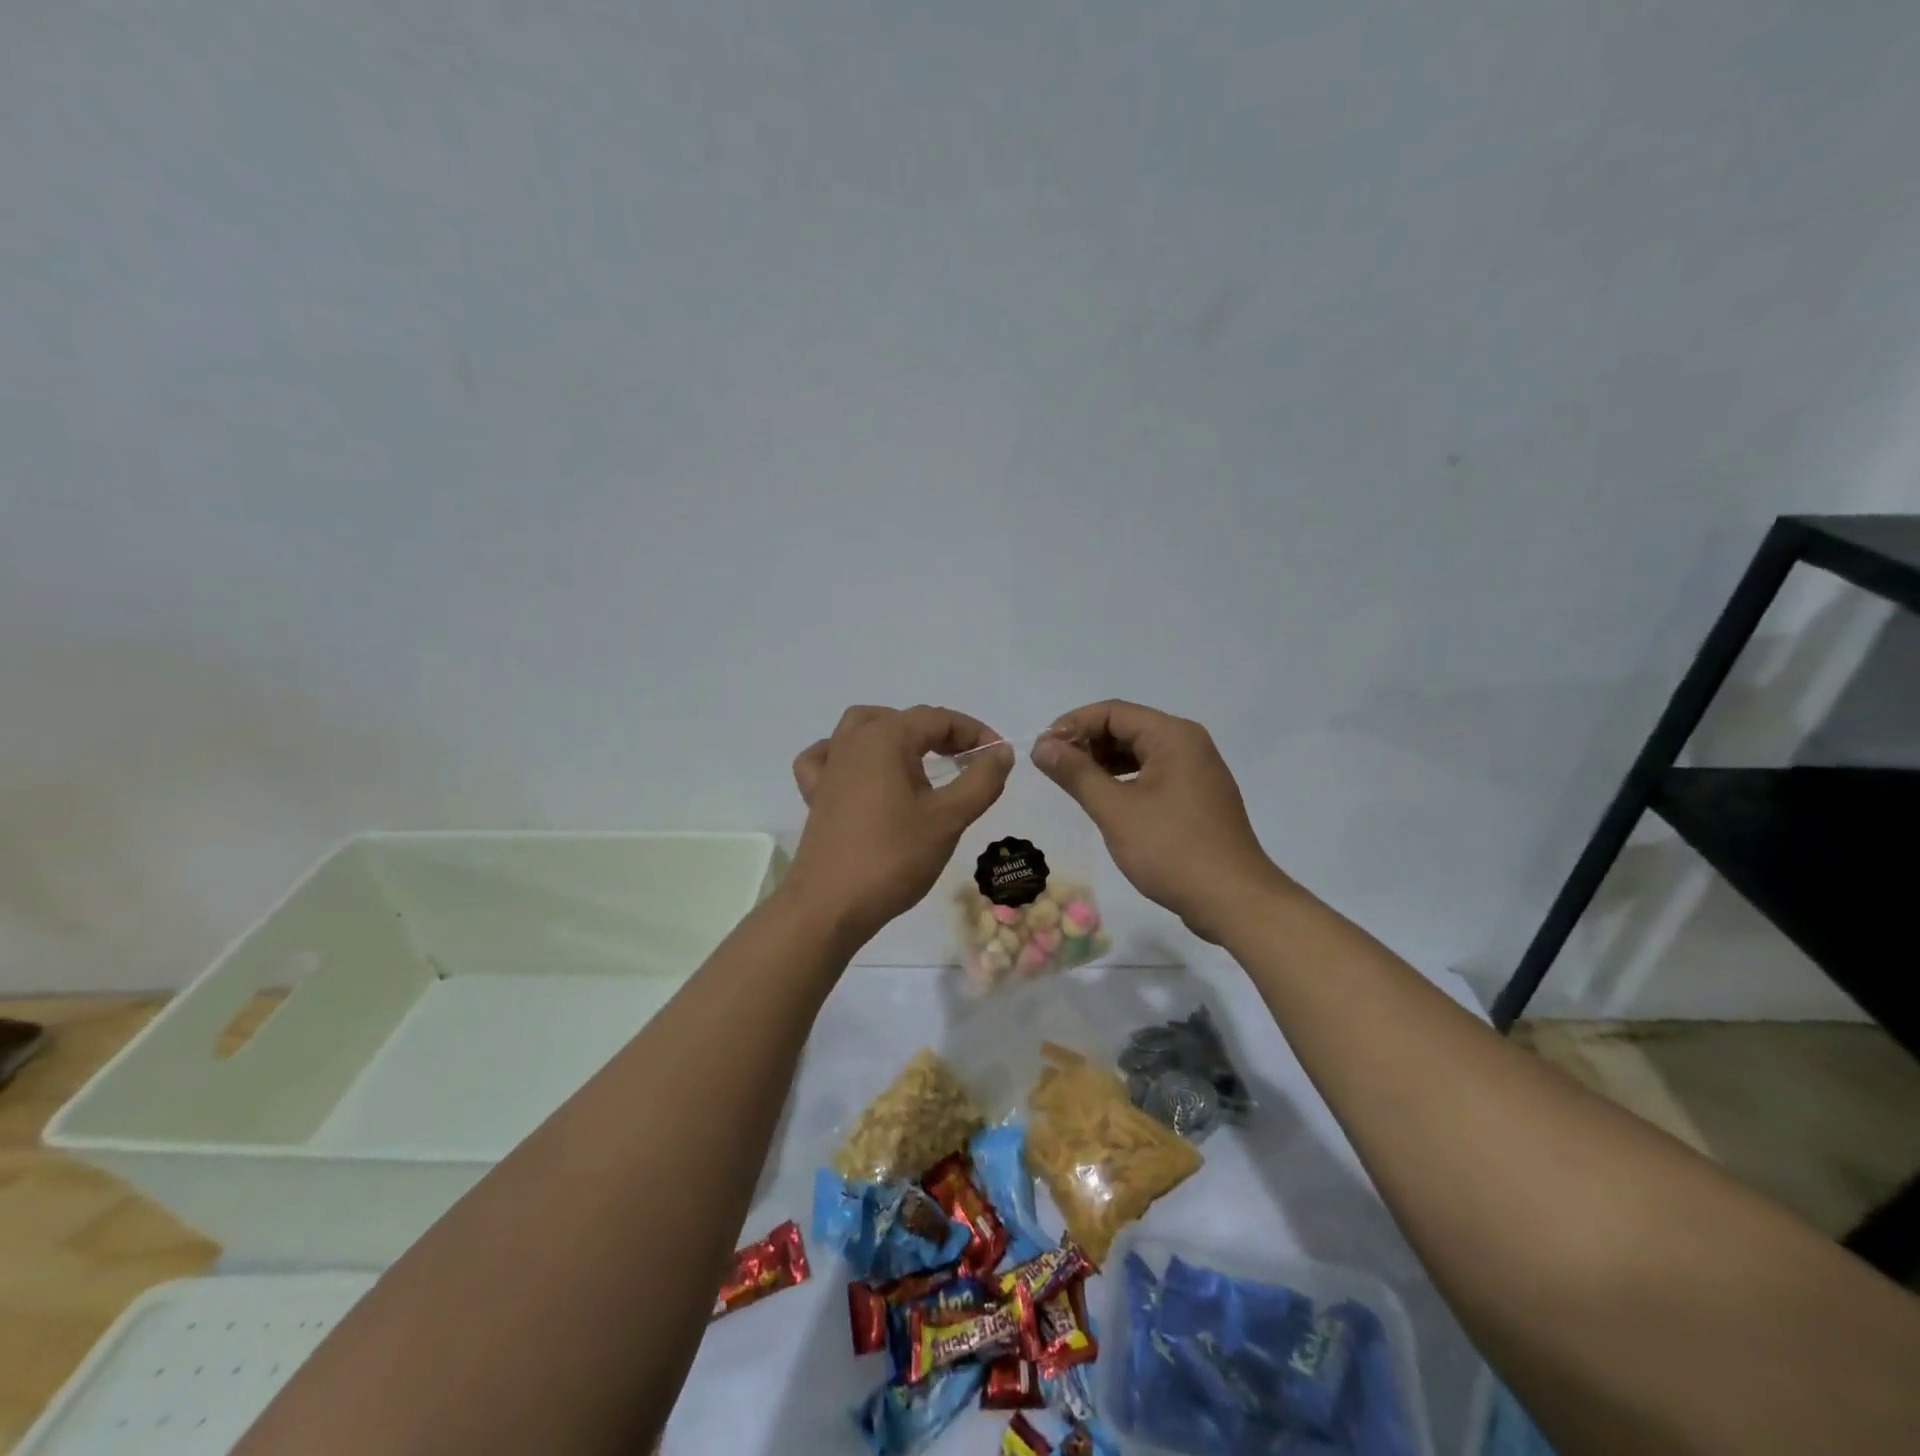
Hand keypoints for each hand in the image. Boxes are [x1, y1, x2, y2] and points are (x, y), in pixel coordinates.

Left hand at [786, 705, 1012, 948]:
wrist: (829, 906)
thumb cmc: (893, 858)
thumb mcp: (948, 819)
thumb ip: (981, 780)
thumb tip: (1000, 752)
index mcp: (885, 738)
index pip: (938, 718)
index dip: (974, 733)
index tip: (998, 759)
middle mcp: (853, 742)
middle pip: (903, 720)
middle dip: (941, 734)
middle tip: (968, 763)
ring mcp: (830, 767)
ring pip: (863, 728)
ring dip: (896, 735)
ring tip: (920, 761)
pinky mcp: (816, 794)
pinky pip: (828, 757)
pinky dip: (848, 755)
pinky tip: (862, 773)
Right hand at [1033, 700, 1287, 942]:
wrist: (1233, 900)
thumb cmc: (1171, 849)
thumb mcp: (1115, 810)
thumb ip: (1076, 773)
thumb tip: (1041, 746)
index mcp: (1173, 736)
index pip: (1113, 712)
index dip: (1072, 725)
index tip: (1042, 749)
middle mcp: (1188, 743)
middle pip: (1127, 727)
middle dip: (1087, 742)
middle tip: (1052, 767)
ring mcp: (1197, 770)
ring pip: (1140, 751)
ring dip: (1104, 761)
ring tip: (1072, 782)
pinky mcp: (1198, 796)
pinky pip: (1155, 773)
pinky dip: (1125, 779)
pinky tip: (1105, 798)